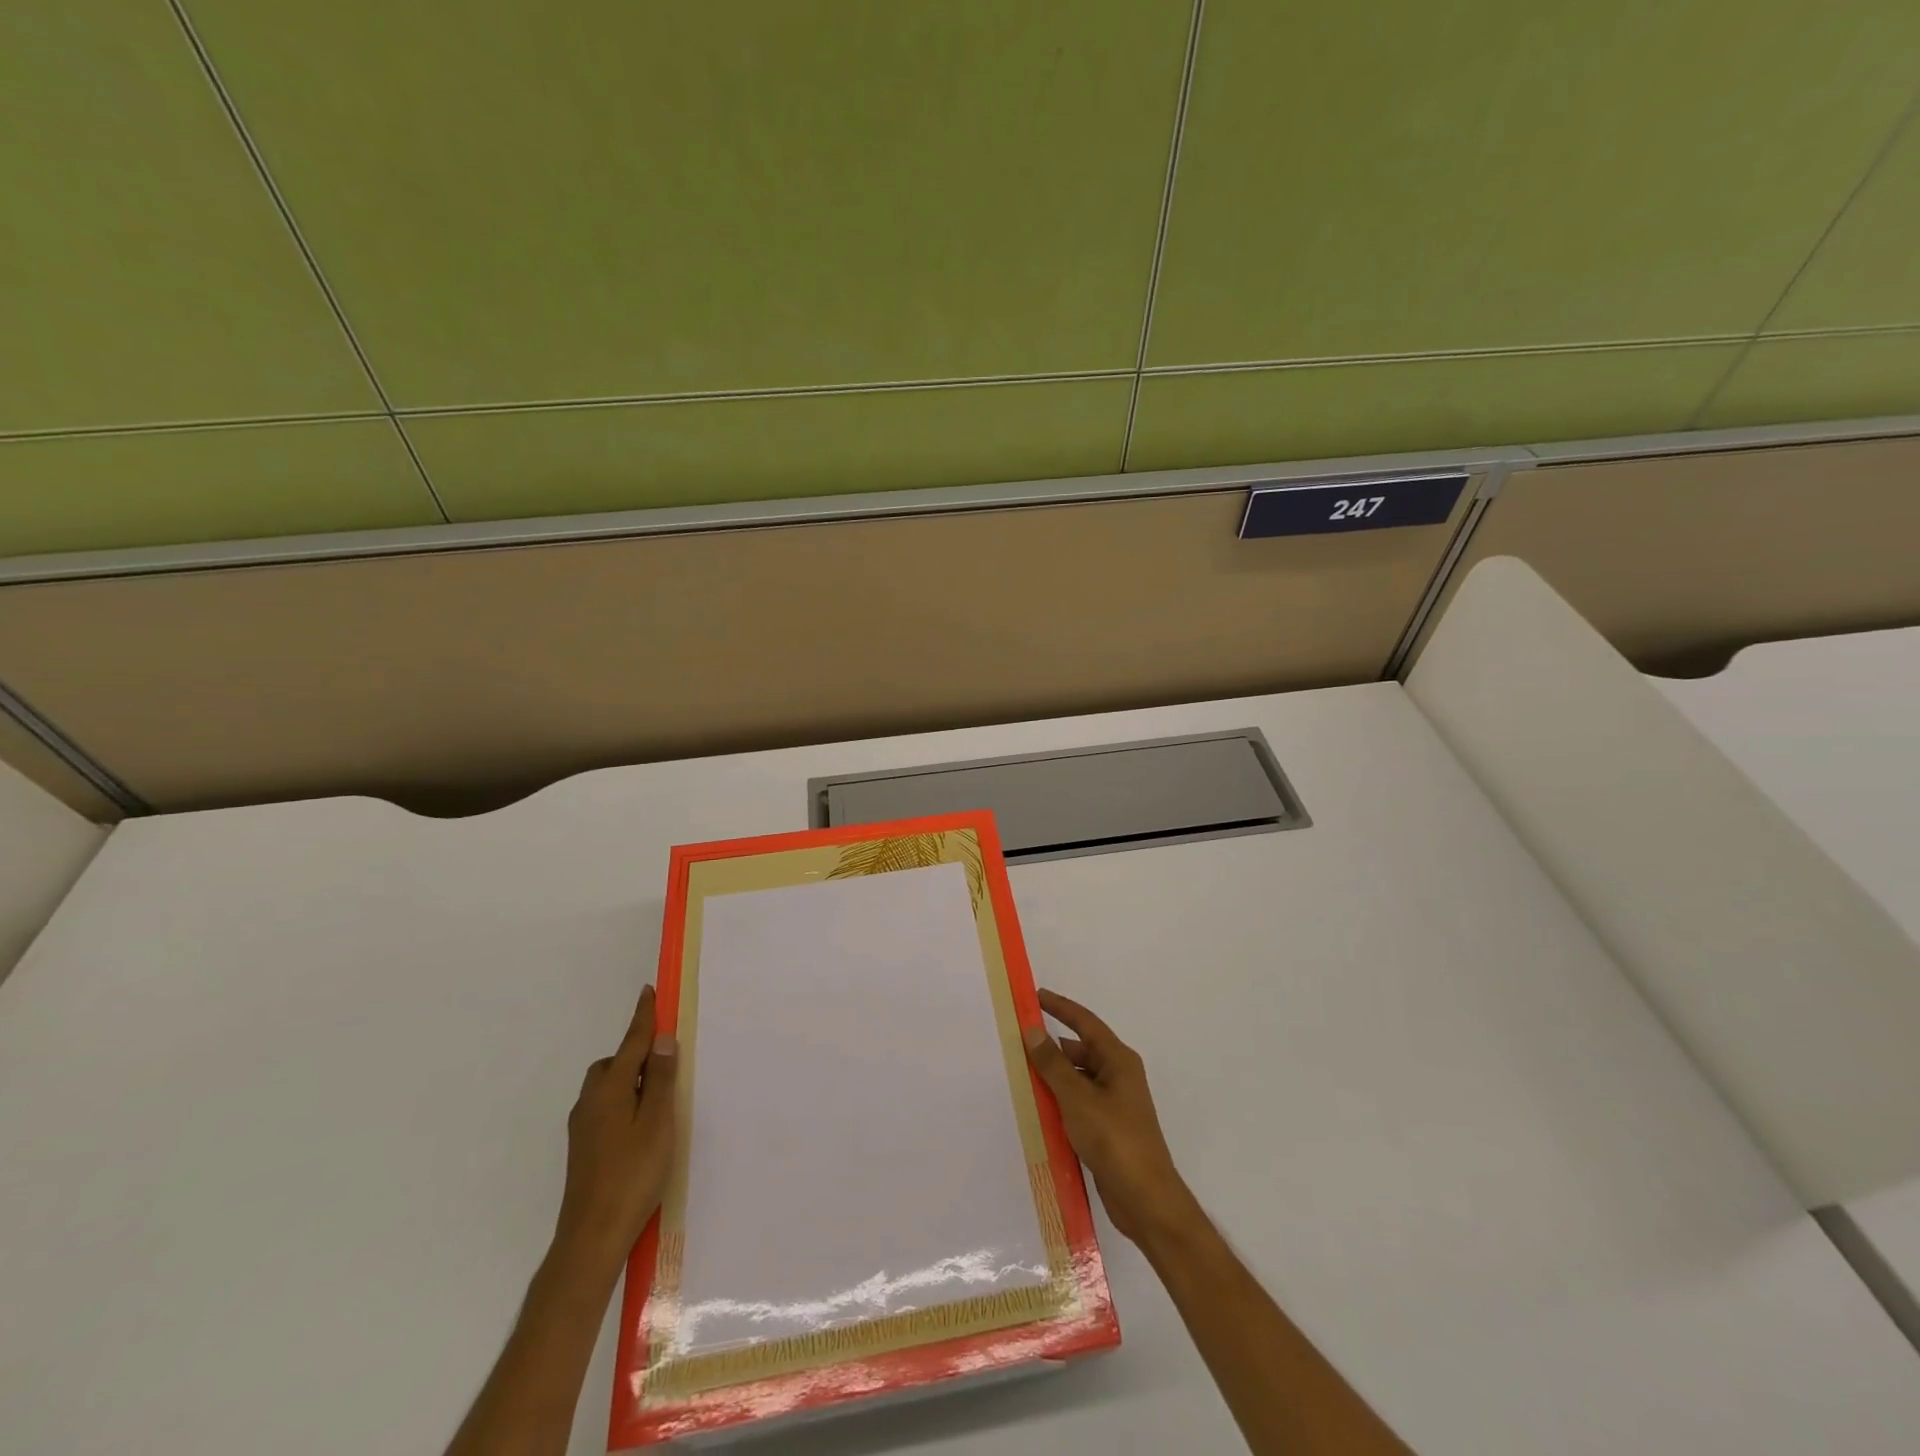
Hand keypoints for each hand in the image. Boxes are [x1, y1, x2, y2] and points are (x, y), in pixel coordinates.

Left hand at [554, 984, 678, 1274]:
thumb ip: (659, 1079)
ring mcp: (583, 1128)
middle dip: (635, 1053)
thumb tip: (660, 1040)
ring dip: (629, 1079)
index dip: (643, 1017)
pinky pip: (605, 1107)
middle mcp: (590, 1103)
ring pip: (606, 1087)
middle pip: (613, 1064)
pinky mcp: (583, 1149)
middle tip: (664, 1060)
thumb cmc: (632, 1175)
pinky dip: (623, 1100)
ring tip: (657, 1095)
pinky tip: (641, 1125)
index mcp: (609, 1090)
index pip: (631, 1043)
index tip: (649, 992)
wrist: (591, 1238)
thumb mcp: (657, 1122)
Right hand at [1023, 988, 1201, 1249]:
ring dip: (1054, 1076)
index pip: (1085, 1022)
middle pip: (1081, 1050)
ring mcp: (1115, 1103)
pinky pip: (1079, 1102)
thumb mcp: (1077, 1098)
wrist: (1146, 1199)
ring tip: (1023, 1075)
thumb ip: (1052, 1064)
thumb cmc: (1114, 1139)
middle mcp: (1119, 1076)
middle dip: (1052, 1046)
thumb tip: (1033, 1030)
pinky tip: (1039, 1109)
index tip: (1035, 996)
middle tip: (1020, 1042)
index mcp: (1118, 1060)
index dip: (1060, 1007)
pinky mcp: (1108, 1128)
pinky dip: (1060, 1100)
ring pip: (1078, 1078)